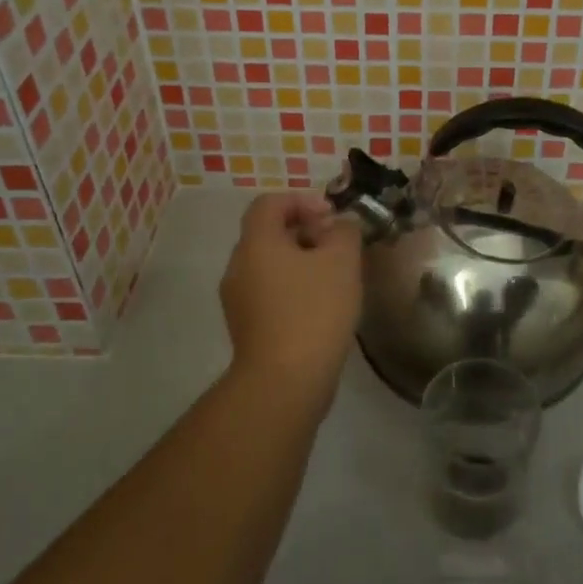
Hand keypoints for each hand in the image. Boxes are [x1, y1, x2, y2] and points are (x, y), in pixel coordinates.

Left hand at [220, 192, 363, 406]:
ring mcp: (238, 300)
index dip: (302, 200)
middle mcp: (238, 266)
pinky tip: (320, 306)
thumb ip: (344, 231)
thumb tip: (339, 226)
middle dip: (305, 231)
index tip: (331, 217)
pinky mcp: (246, 327)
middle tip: (337, 246)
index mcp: (256, 242)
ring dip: (301, 261)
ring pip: (269, 264)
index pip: (270, 203)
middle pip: (269, 233)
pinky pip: (269, 292)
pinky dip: (292, 287)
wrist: (284, 383)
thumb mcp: (341, 260)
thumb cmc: (313, 310)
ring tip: (334, 277)